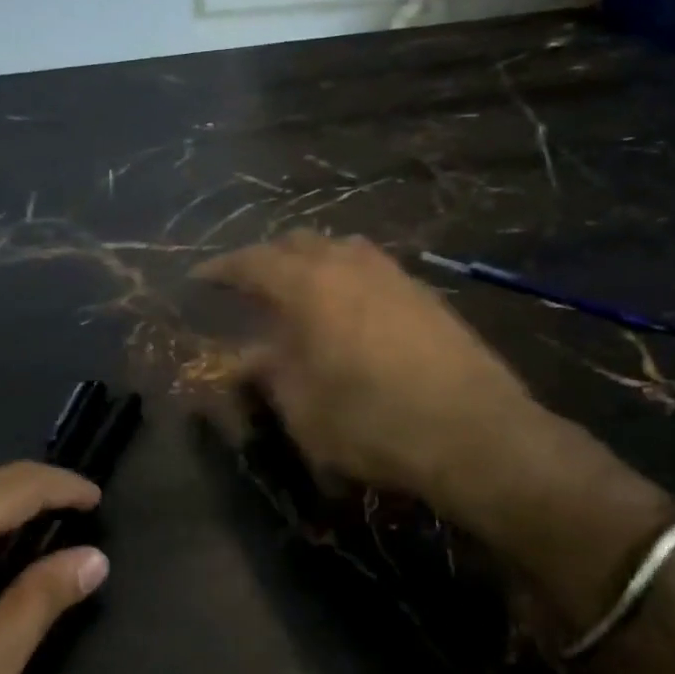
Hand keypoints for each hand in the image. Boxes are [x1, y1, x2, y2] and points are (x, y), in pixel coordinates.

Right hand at [193, 232, 672, 568]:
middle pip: (298, 242)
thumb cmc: (372, 422)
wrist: (474, 431)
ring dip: (312, 262)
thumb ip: (270, 376)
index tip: (200, 279)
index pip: (251, 262)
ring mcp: (393, 274)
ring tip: (301, 292)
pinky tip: (352, 310)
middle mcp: (349, 264)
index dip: (221, 270)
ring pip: (341, 249)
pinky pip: (372, 268)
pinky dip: (348, 277)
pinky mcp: (425, 293)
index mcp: (308, 285)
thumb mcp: (303, 410)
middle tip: (251, 286)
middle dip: (269, 258)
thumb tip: (248, 360)